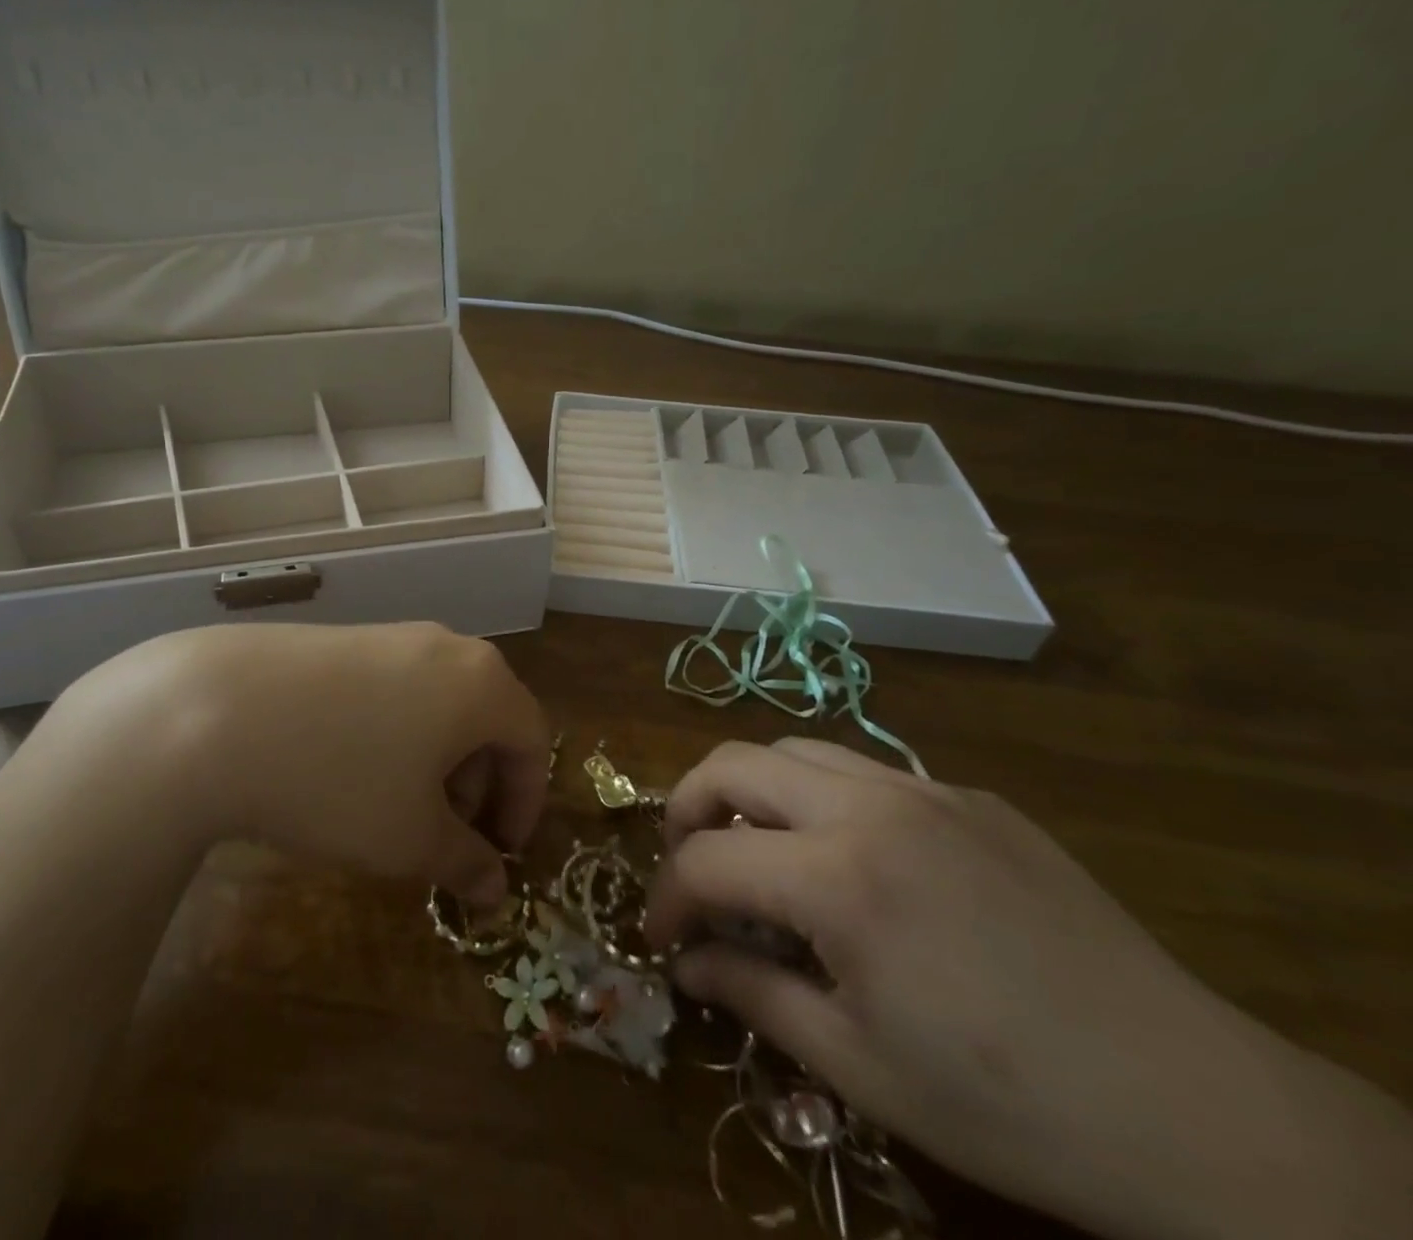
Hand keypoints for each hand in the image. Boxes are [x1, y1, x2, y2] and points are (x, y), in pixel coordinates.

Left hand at [55, 623, 548, 906]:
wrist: (218, 711)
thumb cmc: (340, 779)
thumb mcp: (410, 838)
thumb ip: (466, 862)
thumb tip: (495, 890)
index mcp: (482, 683)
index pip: (532, 740)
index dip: (526, 803)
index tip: (500, 853)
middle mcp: (446, 646)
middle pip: (487, 716)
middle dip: (479, 784)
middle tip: (447, 836)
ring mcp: (392, 636)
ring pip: (441, 702)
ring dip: (438, 760)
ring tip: (396, 807)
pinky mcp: (345, 639)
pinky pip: (397, 688)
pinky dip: (398, 733)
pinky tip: (351, 768)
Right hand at [644, 739, 1412, 1239]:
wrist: (1196, 1108)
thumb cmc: (1007, 1104)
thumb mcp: (858, 1066)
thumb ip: (751, 997)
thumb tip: (684, 965)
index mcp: (839, 877)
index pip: (706, 860)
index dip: (667, 898)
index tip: (662, 937)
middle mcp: (871, 805)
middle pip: (734, 763)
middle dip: (687, 808)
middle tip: (690, 868)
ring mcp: (926, 790)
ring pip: (796, 750)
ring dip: (754, 792)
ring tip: (760, 852)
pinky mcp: (971, 798)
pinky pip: (866, 772)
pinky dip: (824, 800)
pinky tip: (855, 864)